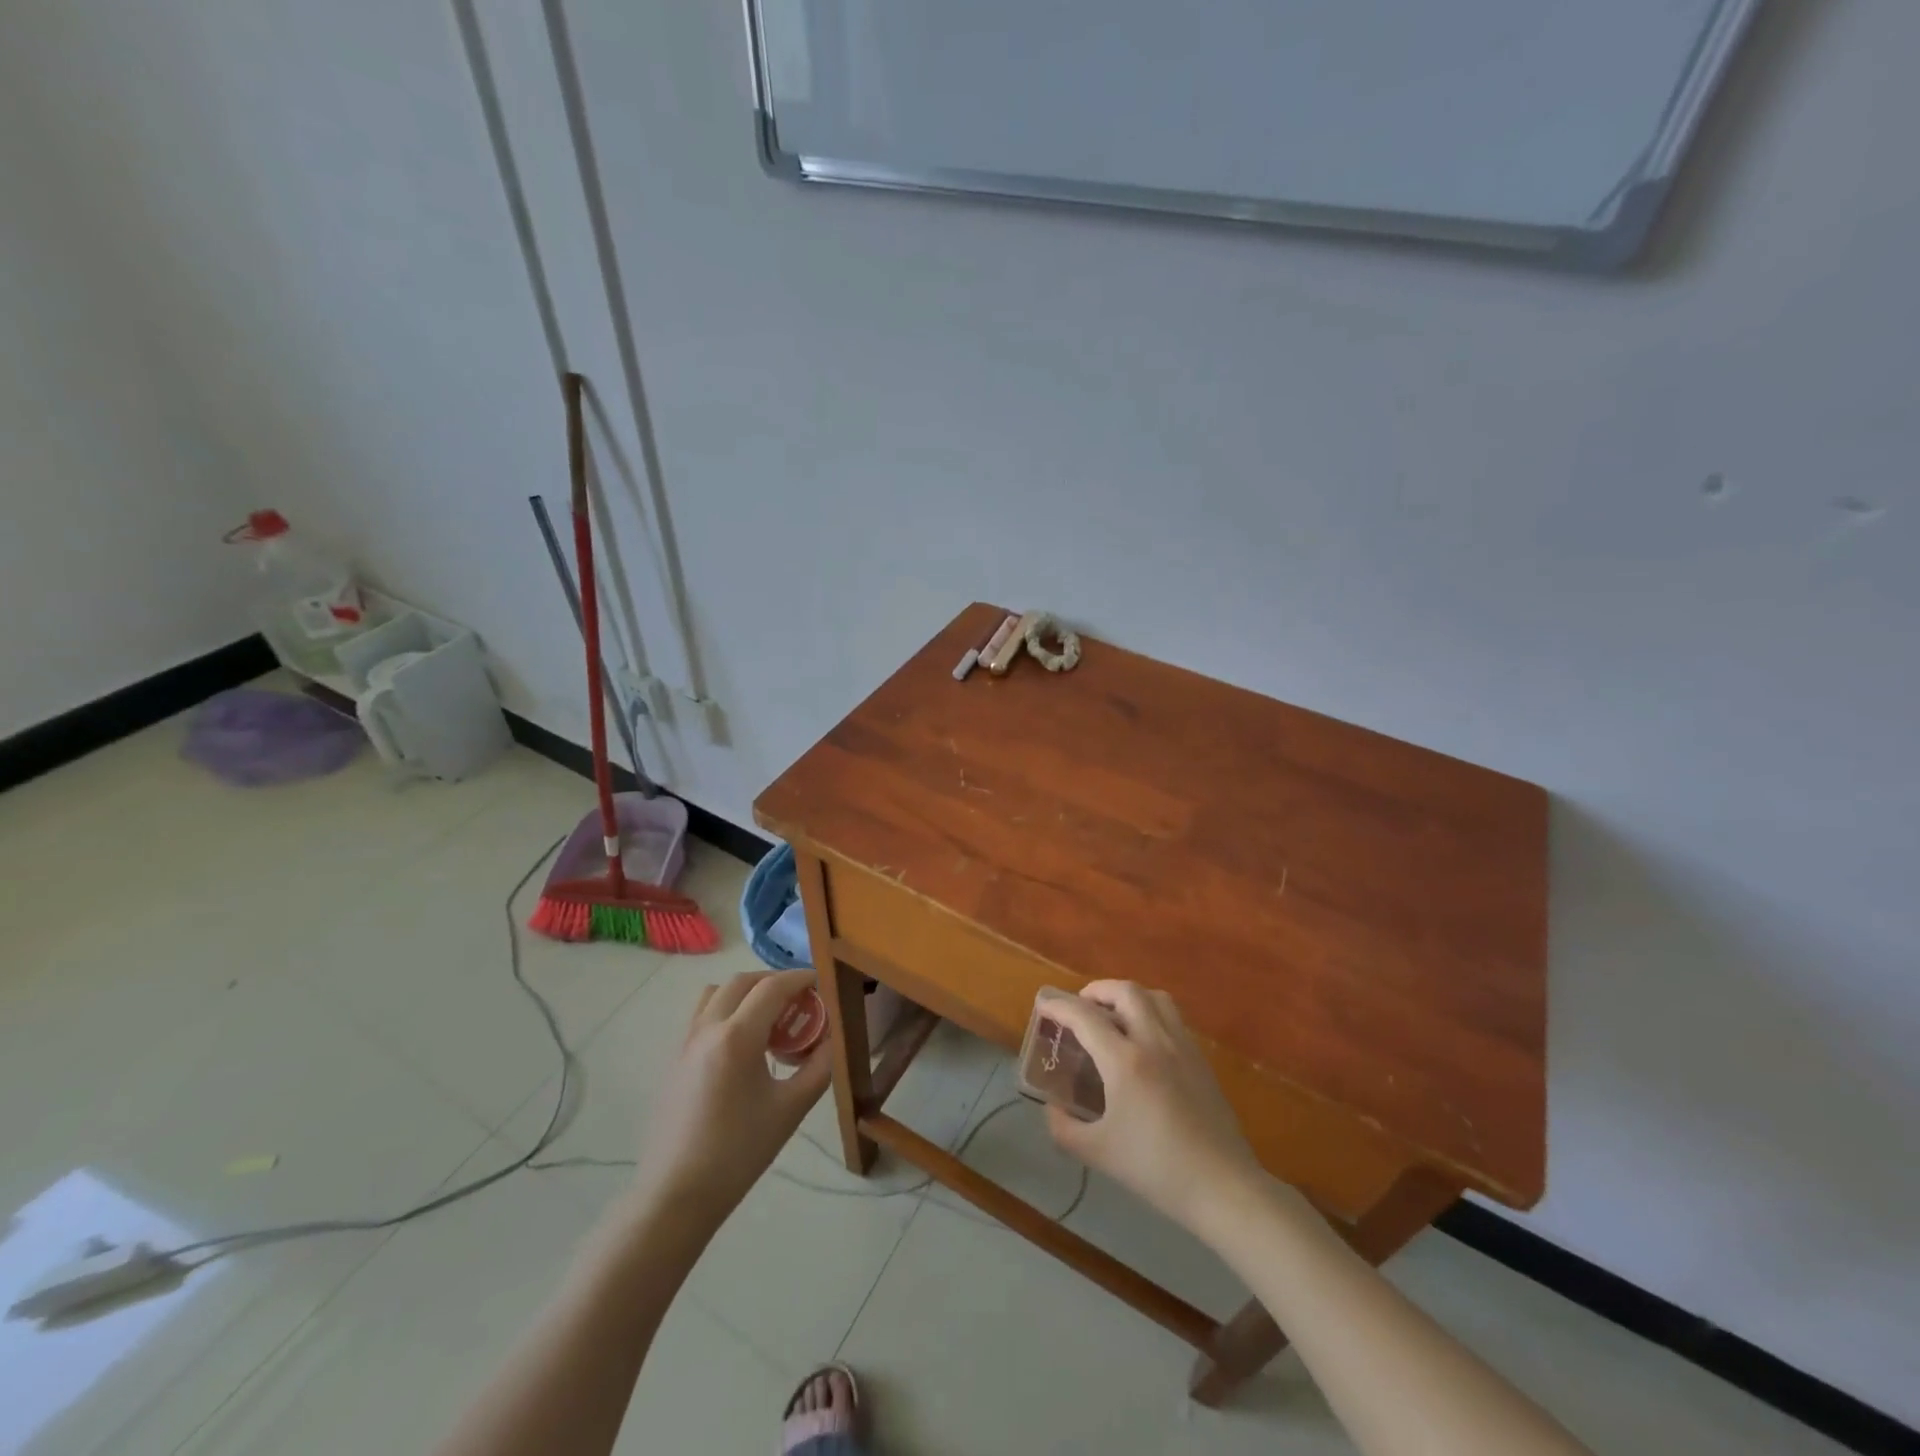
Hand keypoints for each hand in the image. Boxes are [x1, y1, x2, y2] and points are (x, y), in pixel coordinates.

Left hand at [632, 969, 831, 1227]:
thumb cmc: (738, 1152)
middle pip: (742, 982)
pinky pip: (703, 1016)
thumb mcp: (791, 1109)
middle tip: (799, 1000)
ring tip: (769, 1019)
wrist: (676, 1196)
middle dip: (774, 982)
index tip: (821, 982)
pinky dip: (727, 1011)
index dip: (800, 978)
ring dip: (746, 993)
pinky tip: (744, 1047)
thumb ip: (819, 1067)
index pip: (773, 987)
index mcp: (737, 1036)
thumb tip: (832, 1038)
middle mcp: (708, 1028)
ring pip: (717, 994)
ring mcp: (686, 1042)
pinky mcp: (674, 1060)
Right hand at [1042, 980, 1262, 1232]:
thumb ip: (1065, 1127)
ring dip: (1128, 996)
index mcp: (1125, 1061)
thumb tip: (1052, 1107)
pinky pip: (1172, 1018)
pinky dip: (1151, 1013)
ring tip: (1114, 1016)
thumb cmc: (1156, 1169)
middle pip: (1125, 991)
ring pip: (1154, 997)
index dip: (1059, 1007)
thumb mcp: (1098, 1153)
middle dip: (1097, 991)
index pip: (1085, 1017)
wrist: (1222, 1187)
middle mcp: (1154, 1041)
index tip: (1043, 1005)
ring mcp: (1182, 1047)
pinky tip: (1144, 1042)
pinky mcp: (1201, 1059)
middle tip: (1081, 1009)